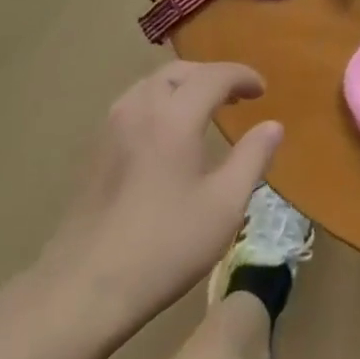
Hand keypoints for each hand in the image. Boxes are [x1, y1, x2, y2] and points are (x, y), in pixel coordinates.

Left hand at [44, 62, 280, 331]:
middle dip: (212, 76)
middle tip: (237, 96)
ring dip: (183, 86)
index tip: (263, 90)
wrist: (86, 286)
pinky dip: (161, 101)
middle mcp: (140, 109)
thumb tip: (273, 125)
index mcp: (174, 118)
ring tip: (205, 109)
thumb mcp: (224, 205)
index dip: (242, 76)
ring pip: (152, 84)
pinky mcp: (96, 149)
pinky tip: (169, 133)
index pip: (214, 76)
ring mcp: (112, 127)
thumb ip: (252, 158)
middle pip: (179, 72)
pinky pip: (135, 104)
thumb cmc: (165, 246)